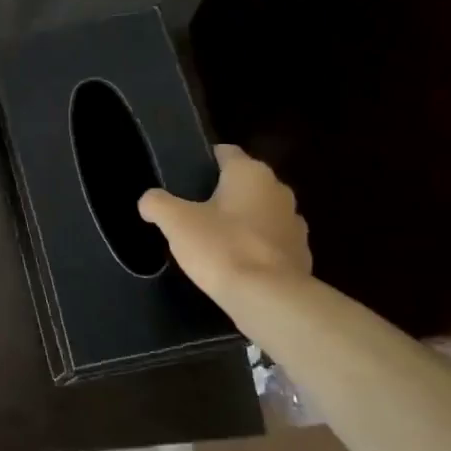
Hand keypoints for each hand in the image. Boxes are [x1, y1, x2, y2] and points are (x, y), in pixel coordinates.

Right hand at [139, 144, 310, 298]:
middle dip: (222, 193)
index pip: (226, 152)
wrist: (269, 298)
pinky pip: (271, 242)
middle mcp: (278, 190)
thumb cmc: (221, 248)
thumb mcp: (175, 222)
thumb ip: (157, 203)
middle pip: (244, 183)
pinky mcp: (301, 254)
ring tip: (213, 239)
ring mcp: (295, 223)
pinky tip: (235, 263)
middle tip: (193, 210)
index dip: (204, 160)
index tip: (185, 176)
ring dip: (241, 220)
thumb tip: (149, 201)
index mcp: (250, 173)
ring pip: (260, 212)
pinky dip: (255, 247)